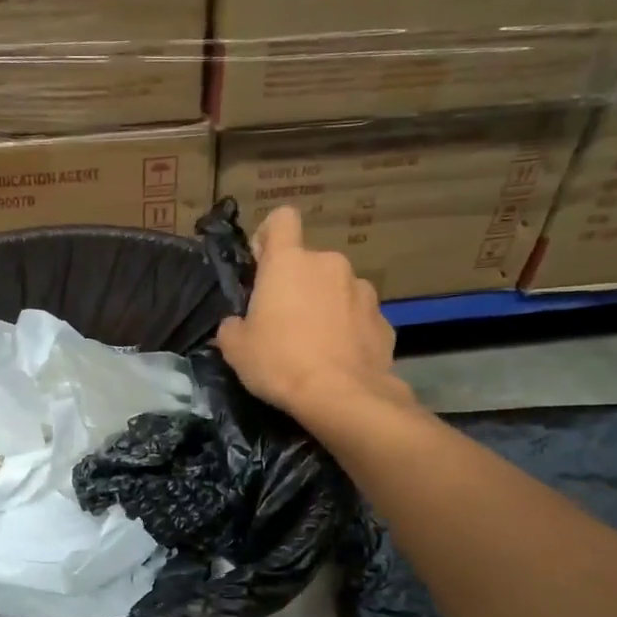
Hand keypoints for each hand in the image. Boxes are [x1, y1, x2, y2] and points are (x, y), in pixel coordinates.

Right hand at [215, 206, 404, 420]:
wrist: (342, 397)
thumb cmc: (280, 363)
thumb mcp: (236, 349)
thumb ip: (233, 326)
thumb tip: (237, 324)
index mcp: (289, 262)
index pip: (282, 219)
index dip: (270, 236)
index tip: (262, 265)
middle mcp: (329, 264)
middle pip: (308, 263)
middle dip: (298, 285)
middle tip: (284, 322)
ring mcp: (362, 290)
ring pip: (336, 289)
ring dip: (326, 306)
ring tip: (316, 345)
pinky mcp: (383, 320)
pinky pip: (358, 317)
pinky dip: (348, 330)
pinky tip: (339, 359)